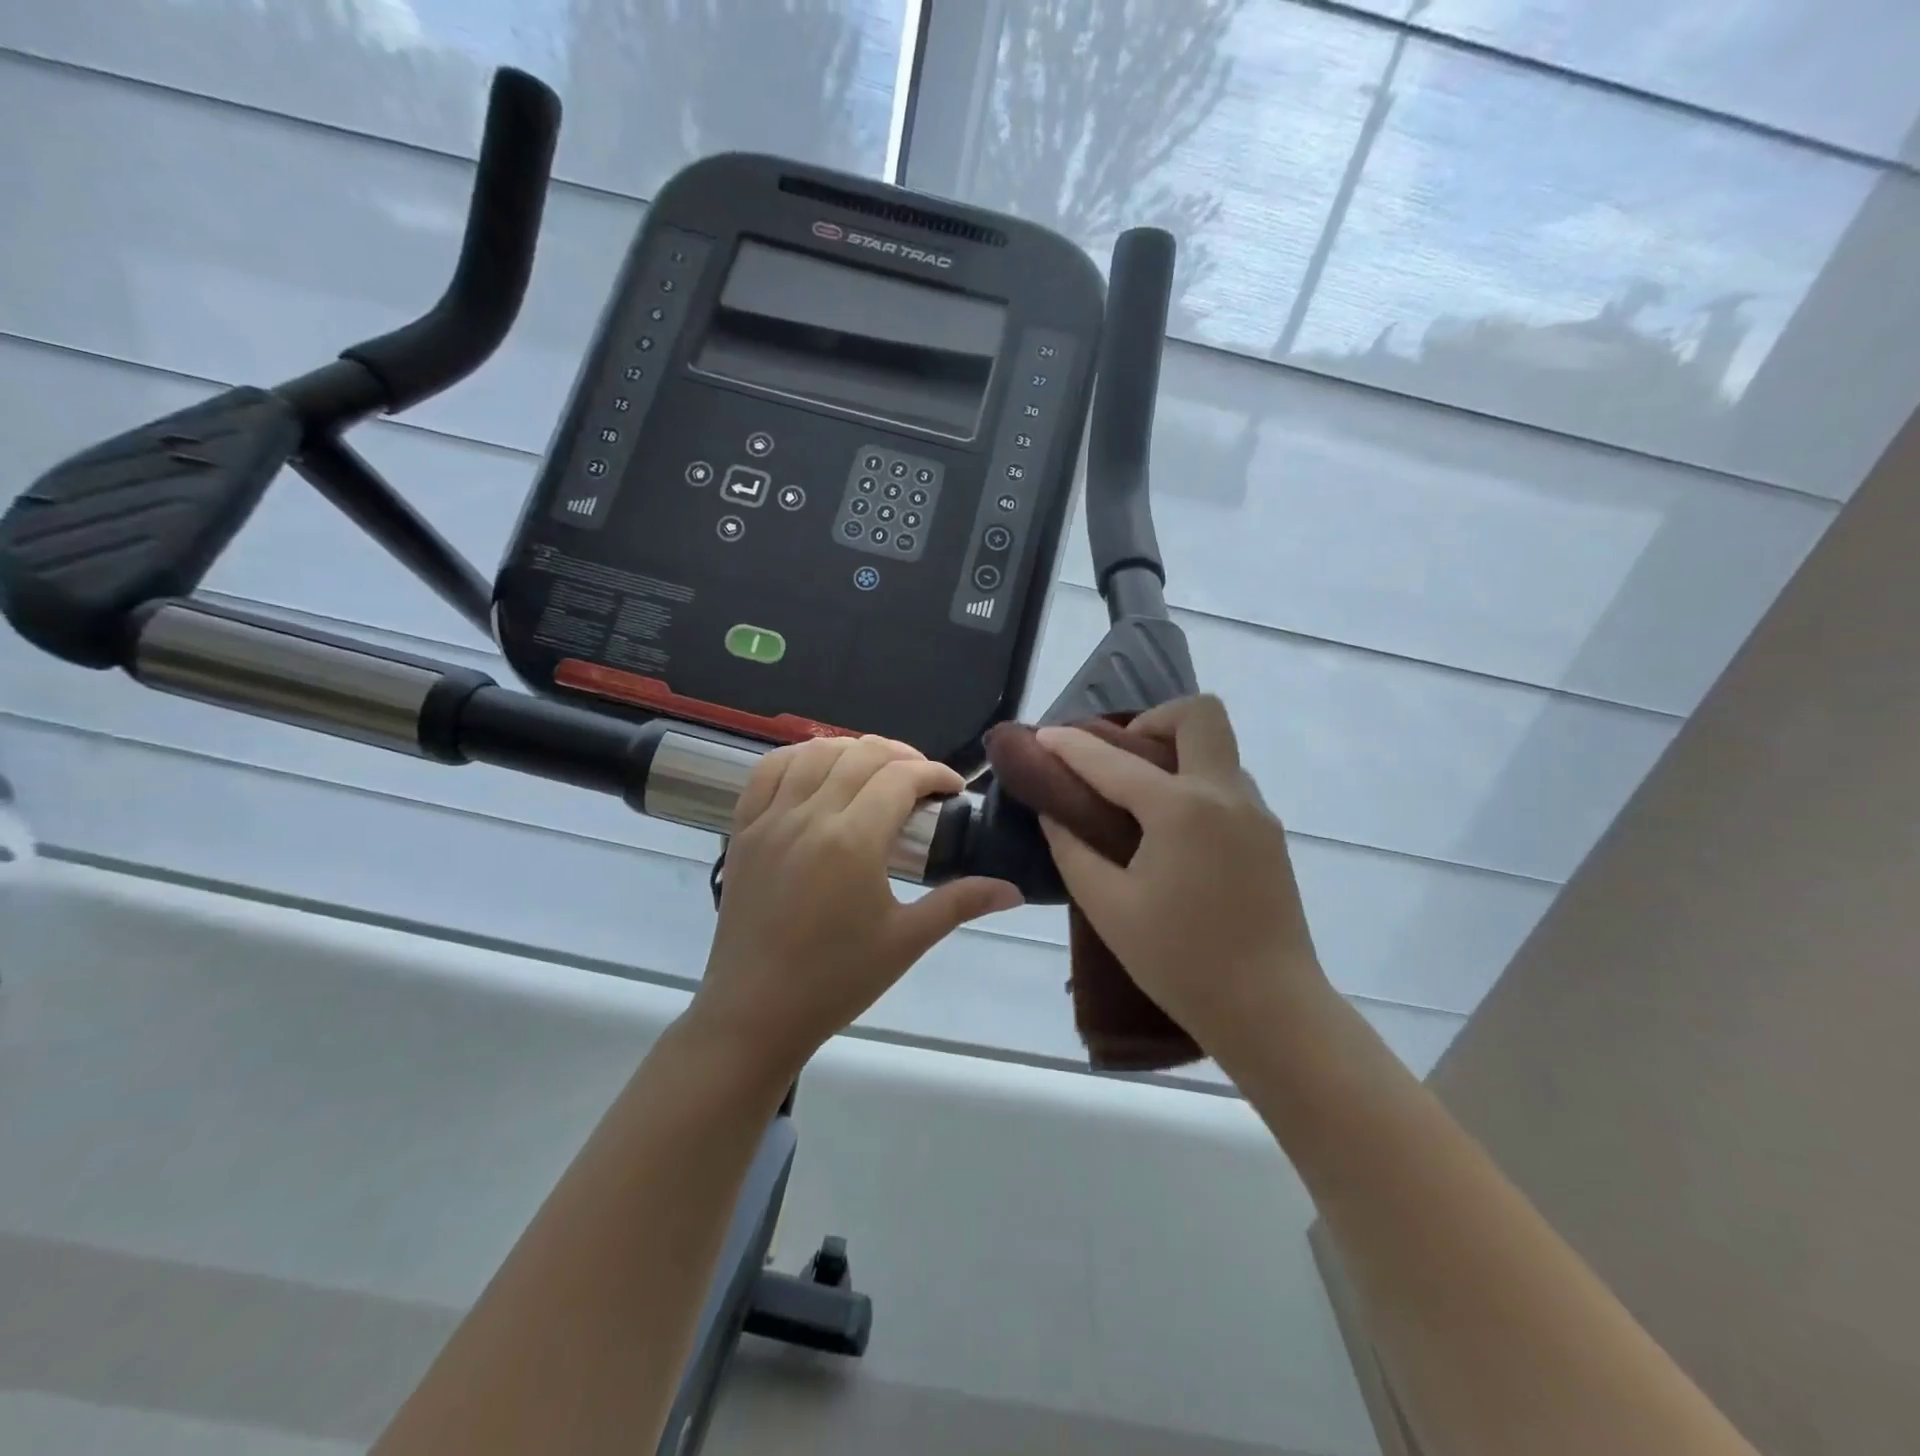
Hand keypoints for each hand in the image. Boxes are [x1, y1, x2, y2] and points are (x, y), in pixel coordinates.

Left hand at [690, 735, 1022, 1075]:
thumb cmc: (836, 981)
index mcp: (853, 840)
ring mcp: (769, 819)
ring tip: (876, 772)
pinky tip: (819, 770)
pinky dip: (800, 757)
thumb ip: (961, 903)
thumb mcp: (906, 940)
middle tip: (924, 783)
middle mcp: (809, 815)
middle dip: (902, 757)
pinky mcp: (742, 830)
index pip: (901, 777)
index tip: (954, 790)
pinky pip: (768, 771)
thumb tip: (1013, 890)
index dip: (936, 773)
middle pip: (862, 754)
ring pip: (815, 752)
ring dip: (854, 751)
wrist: (754, 1014)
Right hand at [1036, 695, 1330, 1062]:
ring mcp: (1256, 813)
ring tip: (1139, 799)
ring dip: (1176, 753)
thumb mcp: (1109, 908)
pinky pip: (1228, 784)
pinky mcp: (1270, 836)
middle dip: (1153, 720)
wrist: (1271, 1011)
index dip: (1070, 746)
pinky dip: (1195, 783)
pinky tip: (1172, 832)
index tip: (1042, 736)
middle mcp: (1225, 794)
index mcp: (1181, 810)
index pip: (1113, 761)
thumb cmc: (1181, 962)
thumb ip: (1073, 851)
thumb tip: (1054, 814)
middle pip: (1199, 715)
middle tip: (1120, 758)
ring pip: (1218, 750)